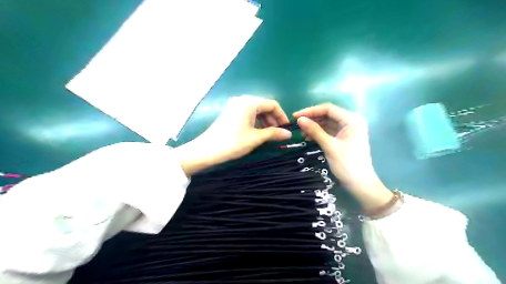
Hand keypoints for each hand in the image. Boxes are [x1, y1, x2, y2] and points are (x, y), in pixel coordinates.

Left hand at [177, 95, 290, 176]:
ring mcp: (234, 106)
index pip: (272, 104)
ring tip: (268, 134)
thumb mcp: (256, 138)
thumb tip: (289, 134)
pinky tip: (257, 132)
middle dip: (273, 119)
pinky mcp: (230, 113)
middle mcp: (242, 100)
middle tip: (278, 133)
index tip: (287, 128)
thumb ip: (274, 133)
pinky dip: (255, 122)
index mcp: (249, 102)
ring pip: (255, 111)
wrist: (207, 150)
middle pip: (263, 106)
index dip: (282, 116)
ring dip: (264, 121)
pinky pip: (247, 114)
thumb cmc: (233, 142)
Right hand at [293, 104, 394, 211]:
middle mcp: (351, 121)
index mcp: (352, 120)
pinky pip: (329, 131)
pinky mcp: (344, 138)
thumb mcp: (329, 145)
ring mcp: (348, 130)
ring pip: (328, 123)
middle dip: (312, 119)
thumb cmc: (346, 164)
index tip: (296, 116)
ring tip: (301, 133)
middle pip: (328, 115)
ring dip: (314, 127)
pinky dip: (319, 133)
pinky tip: (309, 138)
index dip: (311, 111)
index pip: (328, 109)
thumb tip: (299, 119)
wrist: (359, 184)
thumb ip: (314, 130)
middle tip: (297, 124)